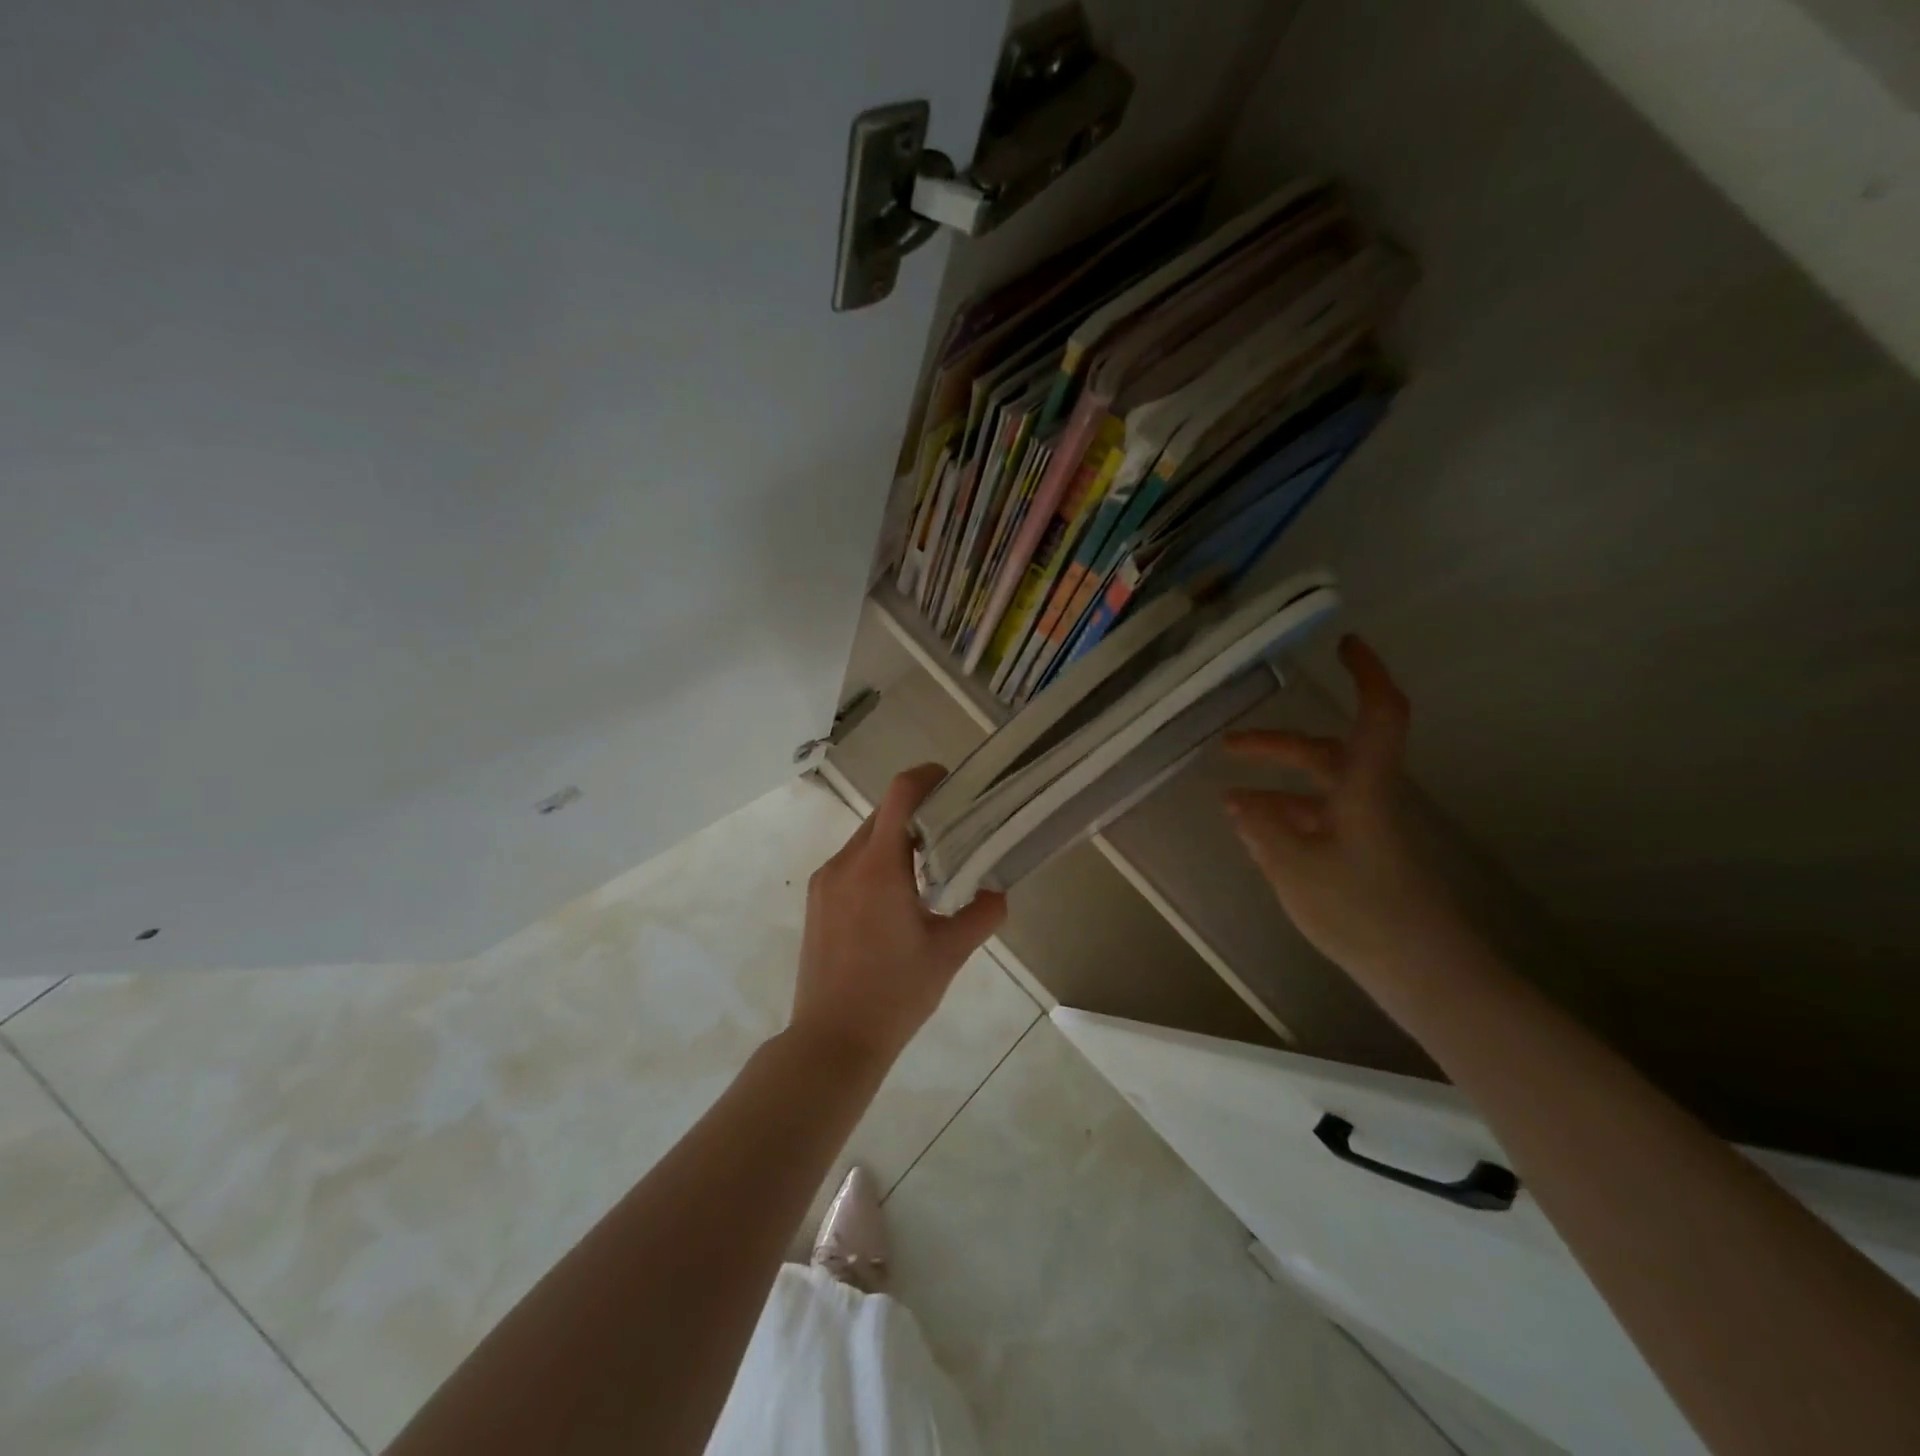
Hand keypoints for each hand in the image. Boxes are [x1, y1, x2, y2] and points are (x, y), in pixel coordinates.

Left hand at [792, 765, 1007, 1071]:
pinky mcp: (816, 901)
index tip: (951, 781)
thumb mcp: (949, 954)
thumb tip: (999, 892)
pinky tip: (896, 896)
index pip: (900, 795)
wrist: (833, 1039)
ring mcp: (825, 881)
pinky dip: (876, 862)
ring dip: (896, 839)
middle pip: (883, 814)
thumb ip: (982, 914)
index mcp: (878, 867)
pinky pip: (851, 863)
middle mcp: (845, 863)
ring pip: (865, 839)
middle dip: (917, 812)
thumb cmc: (895, 994)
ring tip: (928, 866)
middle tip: (953, 828)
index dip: (926, 777)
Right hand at [1224, 636, 1465, 980]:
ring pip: (1318, 789)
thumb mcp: (1295, 869)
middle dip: (1275, 745)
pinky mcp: (1364, 855)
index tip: (1345, 643)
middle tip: (1228, 746)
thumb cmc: (1363, 913)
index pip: (1377, 715)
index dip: (1366, 674)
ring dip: (1275, 785)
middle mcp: (1368, 799)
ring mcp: (1367, 829)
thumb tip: (1234, 802)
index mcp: (1363, 789)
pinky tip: (1257, 835)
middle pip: (1324, 753)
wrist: (1426, 974)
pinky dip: (1286, 817)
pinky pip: (1320, 820)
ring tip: (1229, 800)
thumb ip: (1262, 832)